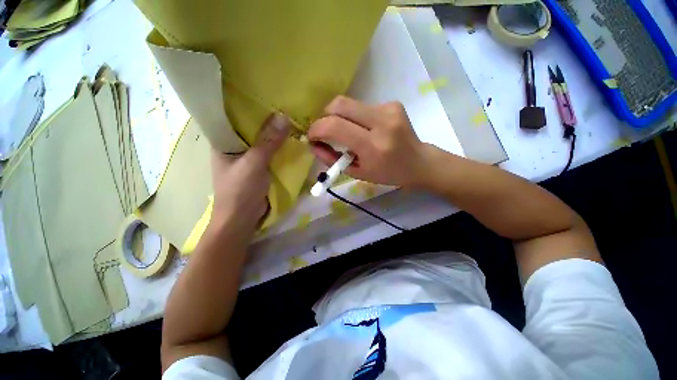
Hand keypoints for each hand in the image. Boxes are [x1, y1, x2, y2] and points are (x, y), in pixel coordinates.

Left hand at [210, 113, 289, 233]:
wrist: (242, 219)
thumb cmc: (240, 190)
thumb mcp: (254, 163)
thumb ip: (268, 141)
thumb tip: (284, 116)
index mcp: (222, 142)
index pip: (231, 115)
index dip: (245, 104)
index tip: (262, 91)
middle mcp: (234, 147)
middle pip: (249, 127)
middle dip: (265, 118)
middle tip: (282, 102)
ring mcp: (248, 158)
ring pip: (261, 140)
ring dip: (274, 133)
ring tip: (289, 116)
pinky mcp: (259, 167)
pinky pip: (269, 152)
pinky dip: (278, 146)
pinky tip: (290, 138)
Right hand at [308, 96, 429, 186]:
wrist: (418, 162)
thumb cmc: (387, 173)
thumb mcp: (357, 173)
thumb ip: (332, 159)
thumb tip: (314, 145)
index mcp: (373, 146)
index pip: (335, 126)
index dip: (317, 128)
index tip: (312, 136)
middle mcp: (382, 122)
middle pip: (339, 104)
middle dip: (325, 116)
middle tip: (326, 131)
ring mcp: (389, 109)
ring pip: (350, 104)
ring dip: (341, 118)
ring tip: (349, 133)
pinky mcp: (393, 103)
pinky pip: (363, 106)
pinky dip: (356, 118)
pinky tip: (366, 129)